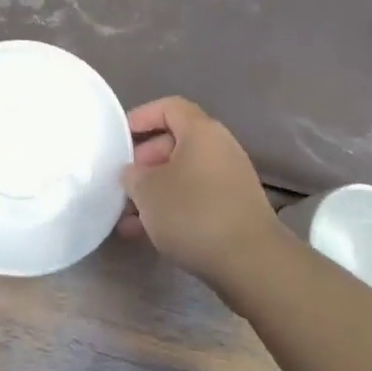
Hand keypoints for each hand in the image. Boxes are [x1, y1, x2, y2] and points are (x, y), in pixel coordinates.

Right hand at [117, 96, 282, 289]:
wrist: (251, 263)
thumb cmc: (193, 213)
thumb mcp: (148, 191)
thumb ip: (132, 175)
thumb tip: (133, 173)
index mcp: (201, 131)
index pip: (169, 107)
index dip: (141, 117)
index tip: (119, 138)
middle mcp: (219, 148)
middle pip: (175, 142)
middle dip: (144, 161)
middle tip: (123, 182)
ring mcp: (230, 180)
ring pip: (183, 175)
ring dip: (155, 191)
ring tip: (126, 216)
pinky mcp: (234, 210)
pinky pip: (196, 198)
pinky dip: (172, 209)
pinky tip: (147, 234)